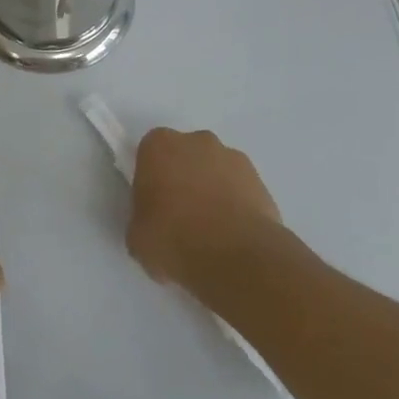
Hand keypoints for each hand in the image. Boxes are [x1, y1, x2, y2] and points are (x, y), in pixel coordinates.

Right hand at [127, 128, 280, 286]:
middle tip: (180, 217)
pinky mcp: (261, 181)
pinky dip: (235, 206)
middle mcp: (197, 141)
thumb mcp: (137, 236)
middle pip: (186, 156)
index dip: (151, 178)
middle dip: (183, 179)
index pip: (150, 153)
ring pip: (215, 171)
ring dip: (212, 191)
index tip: (153, 205)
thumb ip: (143, 217)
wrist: (236, 257)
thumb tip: (156, 223)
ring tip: (211, 232)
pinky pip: (240, 189)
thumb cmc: (173, 239)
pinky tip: (232, 236)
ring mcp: (233, 158)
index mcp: (159, 146)